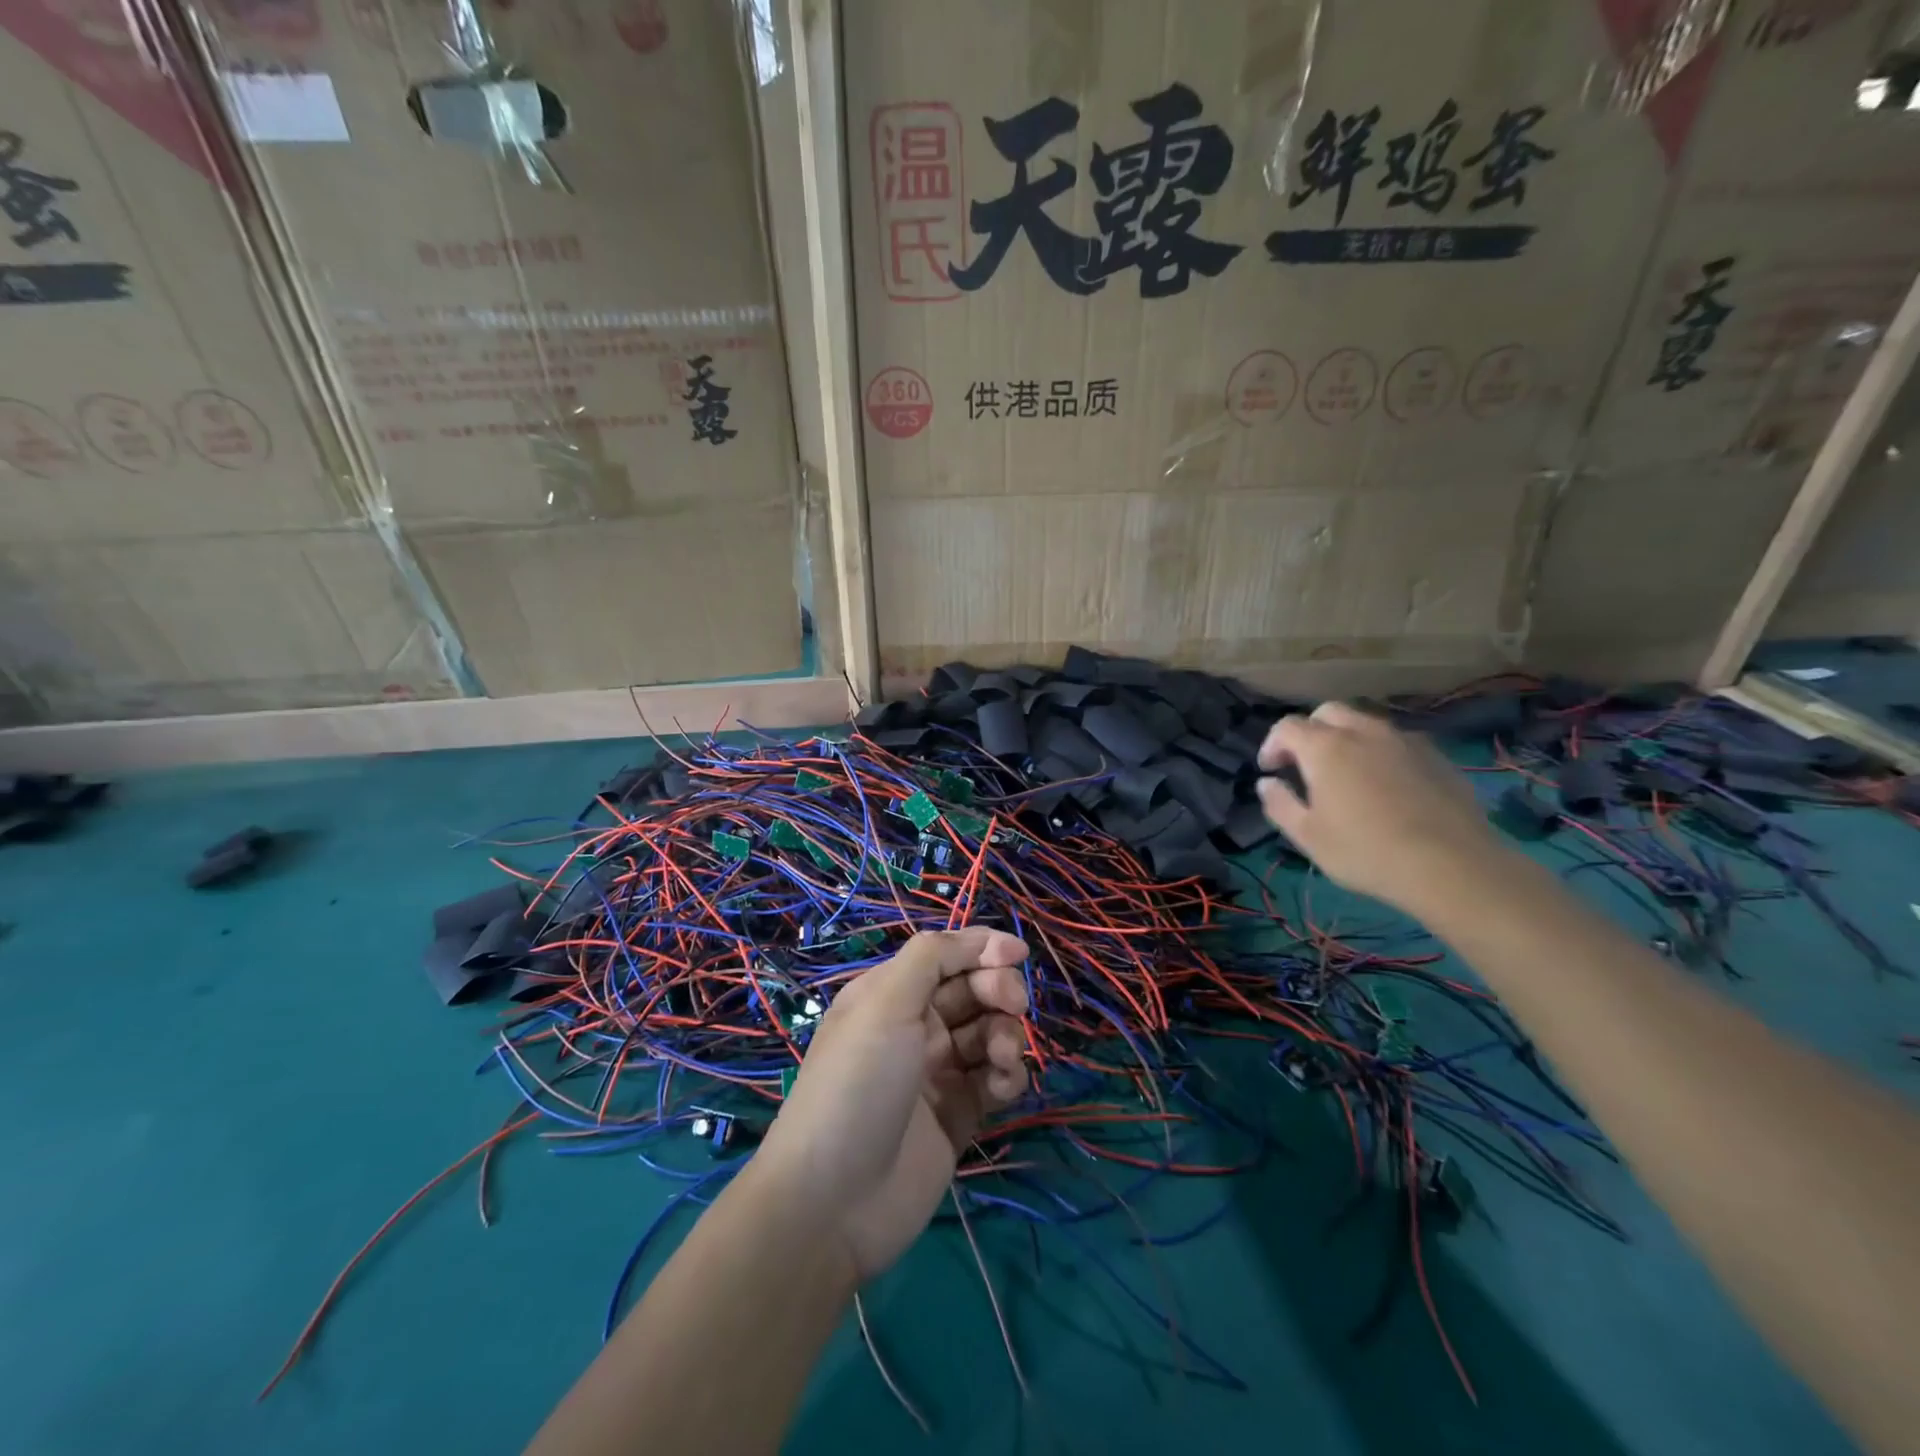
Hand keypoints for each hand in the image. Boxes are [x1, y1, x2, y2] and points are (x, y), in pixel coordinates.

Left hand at [756, 927, 1029, 1280]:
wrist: (835, 1201)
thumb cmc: (858, 1084)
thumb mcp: (885, 1004)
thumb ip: (931, 958)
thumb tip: (983, 938)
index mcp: (890, 994)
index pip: (945, 955)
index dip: (982, 948)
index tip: (1018, 954)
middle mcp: (914, 1026)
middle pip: (972, 989)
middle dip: (998, 989)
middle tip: (1012, 1004)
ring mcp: (938, 1072)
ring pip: (989, 1032)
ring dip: (1006, 1033)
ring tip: (1002, 1057)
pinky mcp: (959, 1115)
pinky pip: (995, 1079)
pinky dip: (1008, 1075)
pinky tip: (1004, 1085)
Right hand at [1256, 701, 1499, 913]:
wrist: (1453, 866)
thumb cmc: (1366, 851)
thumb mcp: (1308, 836)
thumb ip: (1279, 804)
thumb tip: (1266, 783)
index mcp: (1325, 747)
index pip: (1287, 726)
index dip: (1272, 744)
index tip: (1270, 770)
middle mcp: (1364, 732)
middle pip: (1328, 712)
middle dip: (1309, 731)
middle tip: (1304, 764)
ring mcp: (1405, 740)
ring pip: (1366, 723)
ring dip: (1346, 739)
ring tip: (1347, 773)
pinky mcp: (1437, 756)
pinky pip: (1397, 742)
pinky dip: (1380, 753)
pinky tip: (1386, 786)